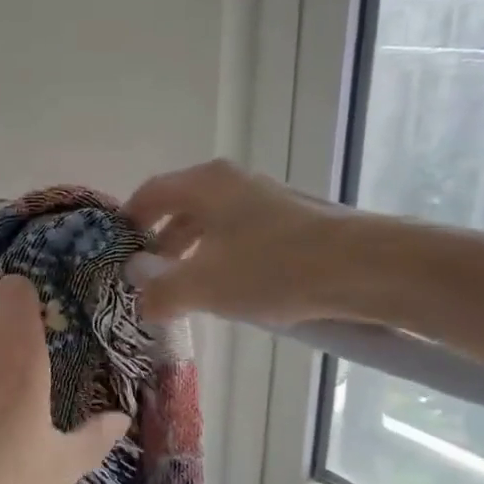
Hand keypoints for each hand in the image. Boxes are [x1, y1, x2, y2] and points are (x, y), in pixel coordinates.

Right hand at [125, 159, 364, 324]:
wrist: (364, 267)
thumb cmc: (272, 267)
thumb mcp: (205, 285)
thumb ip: (163, 292)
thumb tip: (141, 301)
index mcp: (204, 184)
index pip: (152, 193)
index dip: (129, 220)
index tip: (118, 249)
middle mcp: (232, 182)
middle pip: (182, 207)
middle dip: (162, 243)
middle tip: (150, 277)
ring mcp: (266, 198)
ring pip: (214, 223)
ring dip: (193, 254)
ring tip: (188, 290)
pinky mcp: (293, 220)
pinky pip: (242, 235)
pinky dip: (225, 257)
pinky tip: (232, 289)